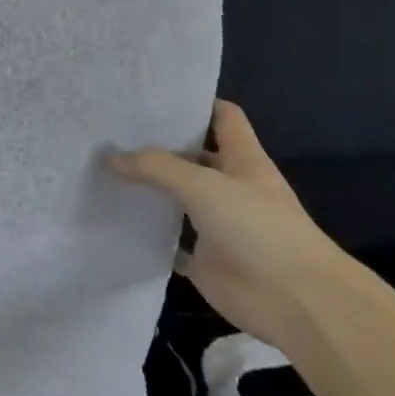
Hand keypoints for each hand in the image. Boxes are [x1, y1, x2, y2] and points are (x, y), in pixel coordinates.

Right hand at [106, 100, 366, 351]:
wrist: (292, 298)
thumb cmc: (258, 228)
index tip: (152, 96)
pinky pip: (168, 240)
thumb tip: (110, 157)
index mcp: (243, 160)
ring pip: (176, 198)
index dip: (195, 103)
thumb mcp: (205, 186)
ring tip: (102, 172)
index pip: (222, 117)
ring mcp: (215, 223)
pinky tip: (114, 221)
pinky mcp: (203, 257)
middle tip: (109, 134)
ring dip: (147, 190)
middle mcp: (229, 187)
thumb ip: (156, 168)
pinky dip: (146, 233)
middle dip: (157, 146)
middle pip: (192, 157)